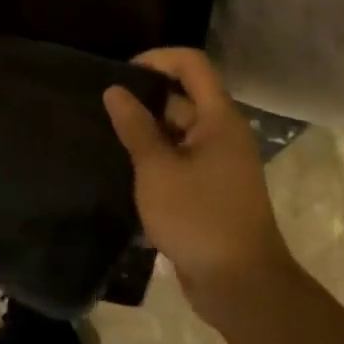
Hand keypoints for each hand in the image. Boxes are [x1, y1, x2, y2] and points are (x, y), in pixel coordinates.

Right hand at [103, 48, 296, 322]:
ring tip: (105, 135)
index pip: (192, 64)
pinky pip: (180, 159)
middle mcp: (222, 133)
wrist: (241, 285)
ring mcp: (217, 163)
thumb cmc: (200, 218)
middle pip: (183, 97)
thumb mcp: (158, 170)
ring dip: (146, 131)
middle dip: (144, 98)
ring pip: (178, 131)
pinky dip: (155, 158)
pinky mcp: (209, 190)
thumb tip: (115, 90)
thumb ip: (136, 128)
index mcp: (219, 118)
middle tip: (102, 108)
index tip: (121, 73)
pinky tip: (123, 168)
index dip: (157, 58)